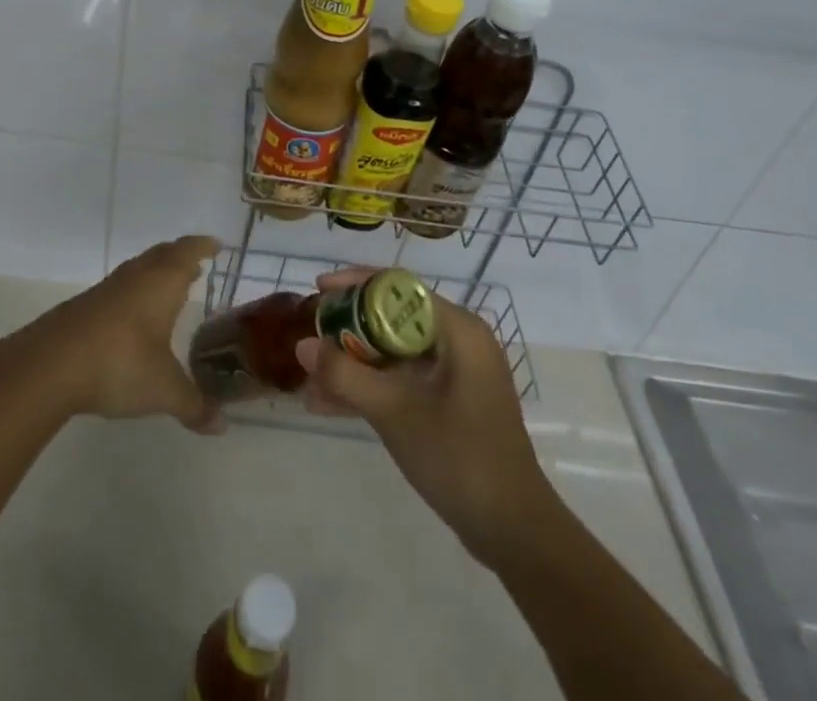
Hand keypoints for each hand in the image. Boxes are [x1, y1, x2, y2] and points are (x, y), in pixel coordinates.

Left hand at [4, 235, 223, 434]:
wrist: (50, 365)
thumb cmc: (120, 363)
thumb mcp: (164, 390)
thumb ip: (194, 405)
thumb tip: (221, 425)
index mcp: (162, 283)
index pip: (188, 251)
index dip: (203, 246)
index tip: (216, 245)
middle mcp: (136, 277)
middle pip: (162, 254)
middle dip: (180, 256)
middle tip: (196, 265)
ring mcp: (106, 290)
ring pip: (137, 269)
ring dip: (155, 273)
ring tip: (167, 288)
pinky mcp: (83, 307)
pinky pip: (118, 289)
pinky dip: (133, 293)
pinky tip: (132, 317)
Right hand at [295, 269, 556, 565]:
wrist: (514, 532)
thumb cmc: (460, 458)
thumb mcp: (395, 412)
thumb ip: (345, 375)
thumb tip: (302, 345)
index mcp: (457, 329)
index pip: (399, 287)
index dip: (355, 284)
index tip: (319, 290)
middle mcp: (459, 341)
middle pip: (393, 317)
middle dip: (348, 329)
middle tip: (311, 336)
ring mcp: (456, 373)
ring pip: (394, 352)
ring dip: (354, 364)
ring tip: (311, 378)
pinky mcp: (451, 402)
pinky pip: (403, 379)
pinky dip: (371, 387)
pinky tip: (330, 405)